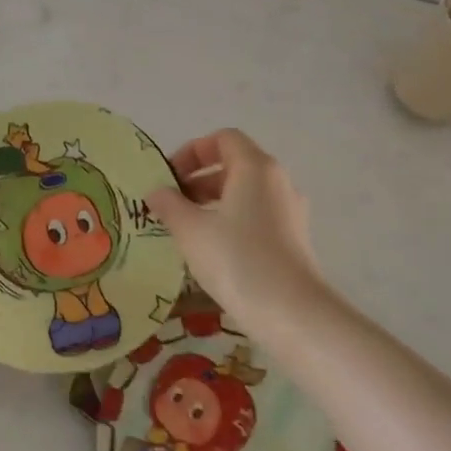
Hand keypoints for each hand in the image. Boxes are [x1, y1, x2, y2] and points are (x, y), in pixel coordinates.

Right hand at [147, 130, 324, 321]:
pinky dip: (231, 221)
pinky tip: (212, 251)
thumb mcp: (191, 230)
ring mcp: (290, 210)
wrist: (290, 312)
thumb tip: (156, 192)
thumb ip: (169, 205)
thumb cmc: (236, 259)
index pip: (222, 139)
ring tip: (186, 229)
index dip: (191, 151)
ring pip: (245, 193)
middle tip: (170, 205)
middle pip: (234, 165)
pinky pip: (256, 216)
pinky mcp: (293, 238)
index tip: (168, 177)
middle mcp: (277, 181)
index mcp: (255, 167)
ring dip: (213, 203)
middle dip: (198, 180)